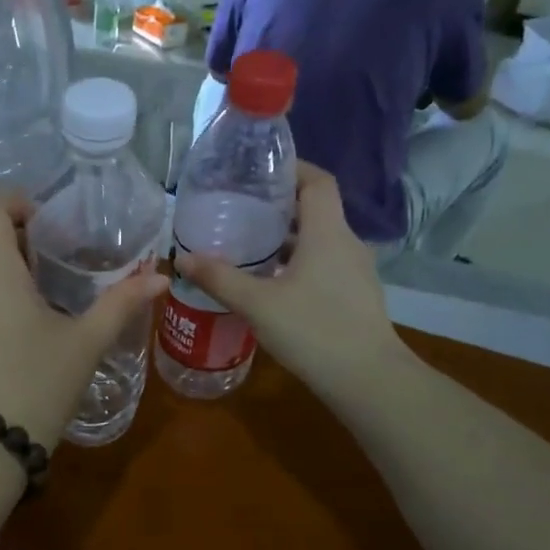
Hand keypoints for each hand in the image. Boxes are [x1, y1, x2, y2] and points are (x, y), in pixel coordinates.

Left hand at [0, 195, 169, 449]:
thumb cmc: (38, 384)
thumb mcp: (85, 342)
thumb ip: (121, 304)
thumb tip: (161, 279)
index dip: (16, 202)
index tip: (48, 223)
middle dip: (22, 241)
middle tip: (61, 261)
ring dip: (9, 272)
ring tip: (48, 298)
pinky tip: (23, 333)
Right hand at [173, 162, 411, 405]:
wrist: (368, 380)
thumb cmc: (313, 330)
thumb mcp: (257, 304)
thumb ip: (219, 278)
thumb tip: (182, 257)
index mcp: (327, 232)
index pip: (317, 181)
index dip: (291, 169)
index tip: (258, 172)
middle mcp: (346, 243)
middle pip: (315, 209)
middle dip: (278, 206)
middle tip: (239, 210)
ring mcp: (355, 271)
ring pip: (318, 240)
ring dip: (286, 238)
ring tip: (247, 246)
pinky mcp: (355, 296)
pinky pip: (323, 264)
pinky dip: (297, 262)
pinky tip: (270, 283)